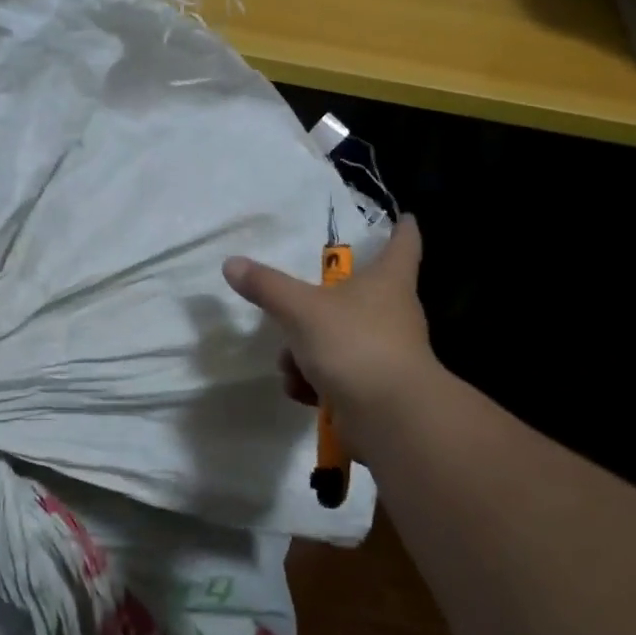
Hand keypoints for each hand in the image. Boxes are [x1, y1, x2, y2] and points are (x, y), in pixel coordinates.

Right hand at [222, 214, 434, 459]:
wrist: (389, 418)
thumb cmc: (354, 344)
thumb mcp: (301, 310)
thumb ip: (266, 286)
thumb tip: (232, 263)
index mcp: (388, 281)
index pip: (404, 243)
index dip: (402, 228)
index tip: (403, 216)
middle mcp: (394, 312)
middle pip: (359, 294)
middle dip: (319, 303)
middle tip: (294, 305)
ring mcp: (386, 352)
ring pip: (339, 338)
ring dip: (306, 352)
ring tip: (290, 366)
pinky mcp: (375, 387)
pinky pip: (338, 374)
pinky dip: (316, 382)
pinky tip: (302, 392)